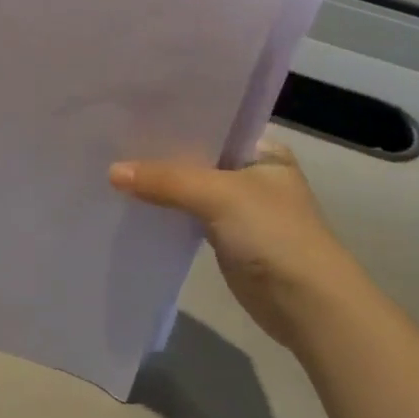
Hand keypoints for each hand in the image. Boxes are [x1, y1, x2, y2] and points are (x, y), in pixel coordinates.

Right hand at [109, 137, 367, 349]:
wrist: (307, 306)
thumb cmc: (274, 234)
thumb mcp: (219, 195)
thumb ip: (166, 180)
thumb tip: (111, 171)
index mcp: (261, 149)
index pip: (210, 122)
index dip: (172, 118)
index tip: (129, 112)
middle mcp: (250, 172)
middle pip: (195, 155)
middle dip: (159, 152)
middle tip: (111, 138)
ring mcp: (238, 206)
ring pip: (188, 186)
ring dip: (159, 183)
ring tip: (111, 165)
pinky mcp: (225, 237)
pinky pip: (187, 214)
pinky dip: (164, 210)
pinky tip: (131, 202)